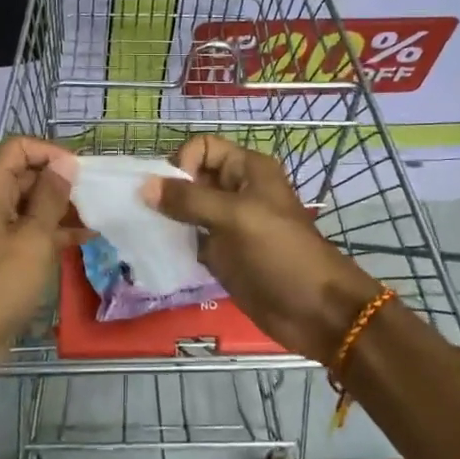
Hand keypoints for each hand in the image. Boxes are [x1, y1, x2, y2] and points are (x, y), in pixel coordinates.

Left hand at [0, 136, 75, 396]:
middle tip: (97, 197)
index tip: (81, 172)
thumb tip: (64, 163)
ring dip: (59, 209)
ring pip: (27, 206)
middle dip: (60, 182)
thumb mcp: (33, 238)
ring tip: (97, 218)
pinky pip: (24, 233)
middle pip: (23, 175)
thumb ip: (51, 197)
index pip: (18, 148)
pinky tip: (83, 241)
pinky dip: (50, 233)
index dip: (51, 152)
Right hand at [145, 136, 378, 363]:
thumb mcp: (235, 217)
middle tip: (145, 212)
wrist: (315, 310)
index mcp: (247, 170)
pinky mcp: (222, 253)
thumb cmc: (280, 252)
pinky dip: (174, 242)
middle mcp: (236, 191)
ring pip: (188, 208)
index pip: (203, 148)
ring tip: (144, 231)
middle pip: (192, 176)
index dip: (183, 163)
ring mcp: (228, 224)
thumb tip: (144, 186)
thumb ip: (189, 200)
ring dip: (166, 216)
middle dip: (167, 190)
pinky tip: (157, 251)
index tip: (171, 192)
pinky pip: (191, 238)